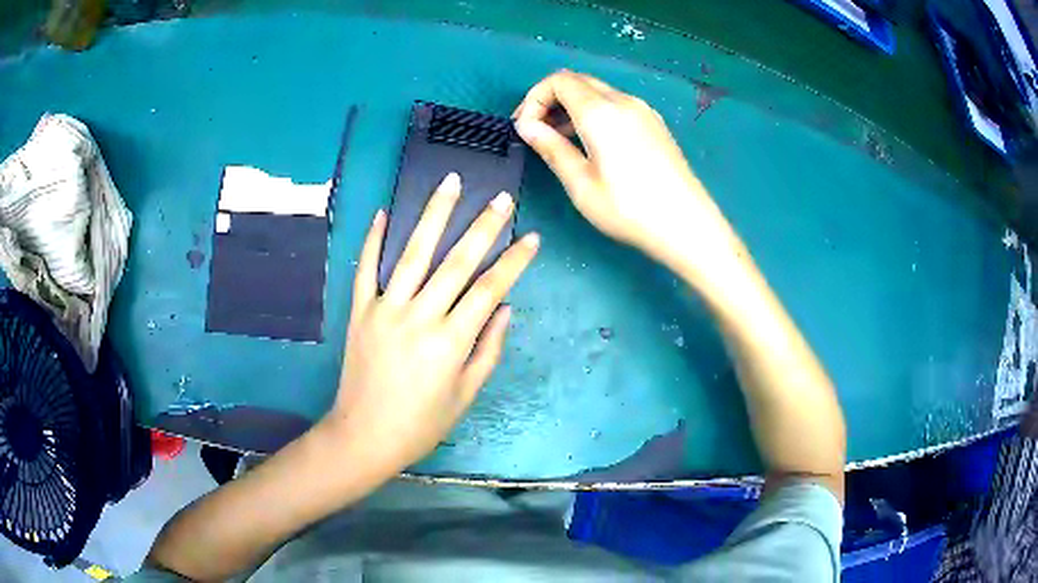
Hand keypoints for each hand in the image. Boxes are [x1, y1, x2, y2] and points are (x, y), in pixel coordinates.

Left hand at [325, 173, 538, 473]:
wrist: (364, 436)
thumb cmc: (421, 423)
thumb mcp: (465, 395)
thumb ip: (488, 349)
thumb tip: (505, 308)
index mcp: (450, 342)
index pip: (489, 289)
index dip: (513, 261)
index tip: (532, 237)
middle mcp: (419, 317)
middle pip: (456, 262)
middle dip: (483, 226)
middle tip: (501, 197)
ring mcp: (385, 310)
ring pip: (412, 254)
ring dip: (433, 215)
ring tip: (450, 183)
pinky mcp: (359, 312)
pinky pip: (365, 269)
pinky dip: (373, 239)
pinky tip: (384, 212)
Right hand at [514, 70, 738, 279]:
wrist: (687, 225)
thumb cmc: (630, 210)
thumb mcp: (581, 184)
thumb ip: (551, 148)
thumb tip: (526, 126)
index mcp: (601, 112)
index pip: (558, 81)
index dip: (534, 98)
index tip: (525, 127)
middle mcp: (623, 101)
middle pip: (578, 81)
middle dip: (550, 99)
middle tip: (537, 131)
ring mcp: (643, 110)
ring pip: (598, 92)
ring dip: (572, 107)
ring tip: (560, 140)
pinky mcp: (654, 123)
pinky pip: (616, 105)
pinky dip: (594, 113)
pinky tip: (591, 143)